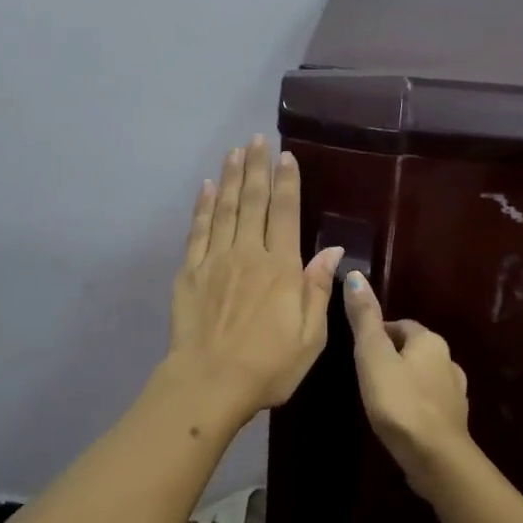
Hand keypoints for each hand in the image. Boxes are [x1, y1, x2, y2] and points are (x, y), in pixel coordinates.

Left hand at [167, 136, 343, 413]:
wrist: (209, 383)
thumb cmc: (268, 366)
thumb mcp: (311, 337)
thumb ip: (319, 290)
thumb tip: (333, 250)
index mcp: (282, 268)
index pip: (286, 213)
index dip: (287, 183)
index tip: (286, 157)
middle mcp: (249, 254)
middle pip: (253, 201)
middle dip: (257, 168)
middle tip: (257, 139)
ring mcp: (216, 260)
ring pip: (225, 208)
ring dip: (231, 177)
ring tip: (235, 151)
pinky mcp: (190, 271)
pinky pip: (198, 230)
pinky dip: (203, 205)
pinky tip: (207, 187)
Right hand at [341, 272, 475, 497]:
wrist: (436, 458)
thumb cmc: (400, 402)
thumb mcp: (373, 356)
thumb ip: (364, 318)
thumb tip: (355, 275)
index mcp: (430, 341)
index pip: (401, 325)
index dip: (378, 333)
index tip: (358, 350)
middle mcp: (448, 360)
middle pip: (414, 349)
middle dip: (391, 356)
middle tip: (365, 373)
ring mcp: (455, 392)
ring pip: (423, 375)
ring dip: (404, 380)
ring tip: (380, 396)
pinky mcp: (454, 420)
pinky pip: (429, 402)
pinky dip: (415, 403)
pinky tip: (400, 418)